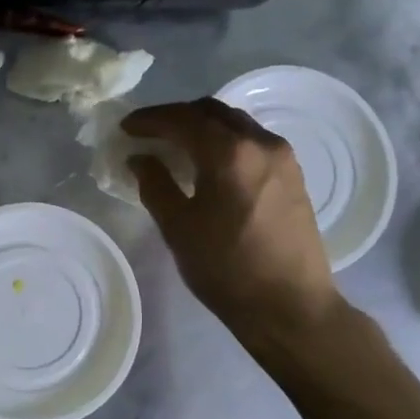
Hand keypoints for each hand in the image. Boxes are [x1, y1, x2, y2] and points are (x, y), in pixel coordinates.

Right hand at [124, 99, 344, 333]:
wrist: (289, 306)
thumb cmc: (226, 268)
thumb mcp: (178, 227)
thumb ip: (155, 185)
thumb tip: (140, 159)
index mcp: (229, 152)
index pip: (182, 119)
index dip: (150, 119)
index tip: (126, 128)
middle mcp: (260, 143)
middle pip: (212, 112)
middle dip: (177, 117)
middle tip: (149, 133)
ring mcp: (283, 158)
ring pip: (236, 124)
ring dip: (204, 127)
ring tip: (177, 147)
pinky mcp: (294, 175)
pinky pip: (253, 142)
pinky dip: (226, 141)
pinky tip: (211, 164)